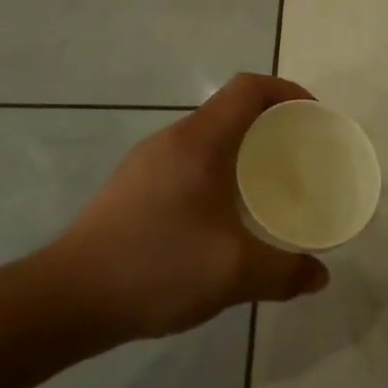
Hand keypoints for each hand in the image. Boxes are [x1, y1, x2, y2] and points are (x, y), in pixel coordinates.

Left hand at [36, 74, 331, 341]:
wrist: (68, 299)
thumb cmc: (156, 267)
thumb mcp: (234, 274)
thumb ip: (284, 272)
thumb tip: (319, 276)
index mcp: (199, 142)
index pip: (249, 88)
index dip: (287, 90)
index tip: (313, 116)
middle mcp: (172, 140)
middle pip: (229, 109)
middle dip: (270, 122)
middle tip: (298, 154)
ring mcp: (147, 162)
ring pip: (207, 137)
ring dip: (242, 148)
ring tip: (266, 183)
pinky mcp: (132, 186)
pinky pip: (187, 160)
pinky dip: (217, 170)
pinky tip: (222, 215)